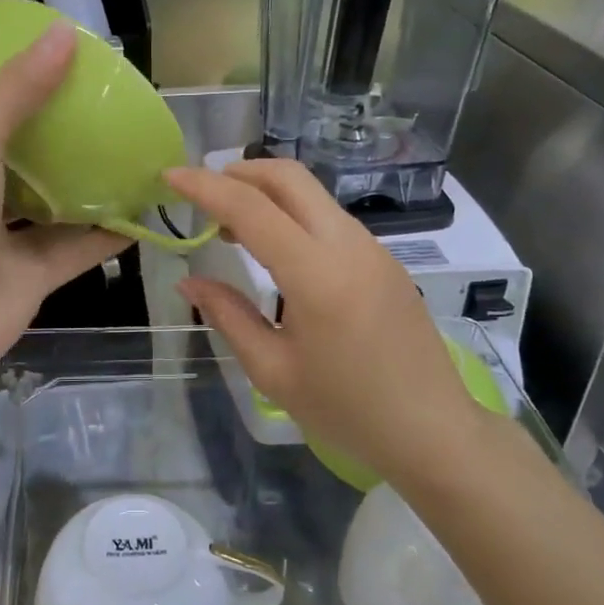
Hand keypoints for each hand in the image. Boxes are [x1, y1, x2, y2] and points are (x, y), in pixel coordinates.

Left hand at [0, 21, 128, 378]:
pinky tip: (141, 212)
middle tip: (83, 108)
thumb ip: (20, 90)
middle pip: (6, 161)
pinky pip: (77, 248)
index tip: (6, 75)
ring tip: (120, 153)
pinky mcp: (34, 275)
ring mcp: (2, 239)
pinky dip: (107, 234)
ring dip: (79, 186)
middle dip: (40, 139)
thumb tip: (65, 33)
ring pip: (47, 205)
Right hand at [168, 160, 492, 484]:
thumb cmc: (347, 411)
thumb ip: (228, 316)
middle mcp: (348, 246)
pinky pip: (330, 218)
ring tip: (231, 225)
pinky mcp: (384, 259)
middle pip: (289, 178)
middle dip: (240, 172)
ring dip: (267, 193)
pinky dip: (293, 214)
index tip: (170, 176)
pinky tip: (277, 248)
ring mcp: (372, 248)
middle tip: (202, 192)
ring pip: (312, 194)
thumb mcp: (273, 371)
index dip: (205, 186)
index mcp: (317, 275)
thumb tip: (189, 282)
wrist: (433, 432)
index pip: (252, 208)